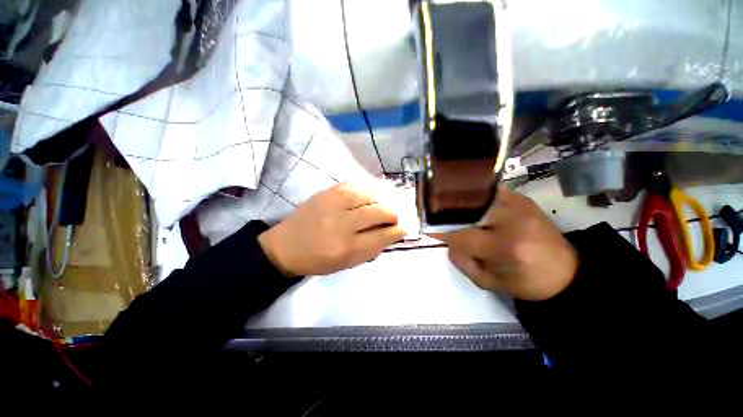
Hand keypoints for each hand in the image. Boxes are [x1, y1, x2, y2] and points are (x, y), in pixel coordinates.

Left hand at [258, 183, 405, 276]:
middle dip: (394, 214)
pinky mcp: (328, 192)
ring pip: (371, 195)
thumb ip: (372, 248)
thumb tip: (392, 233)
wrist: (286, 246)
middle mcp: (343, 224)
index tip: (404, 227)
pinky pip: (356, 185)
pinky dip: (369, 188)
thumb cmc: (319, 259)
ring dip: (384, 199)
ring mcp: (335, 204)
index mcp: (349, 248)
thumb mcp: (348, 263)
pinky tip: (373, 192)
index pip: (384, 235)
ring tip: (386, 204)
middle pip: (380, 212)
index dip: (398, 230)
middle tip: (395, 217)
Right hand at [436, 186, 578, 300]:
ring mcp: (519, 203)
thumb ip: (461, 260)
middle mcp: (513, 219)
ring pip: (476, 196)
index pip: (462, 234)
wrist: (566, 271)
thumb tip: (446, 238)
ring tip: (452, 209)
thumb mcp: (488, 282)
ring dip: (461, 203)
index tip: (428, 227)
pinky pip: (488, 192)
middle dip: (449, 213)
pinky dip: (475, 197)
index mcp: (505, 246)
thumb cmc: (525, 281)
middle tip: (438, 216)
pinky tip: (471, 204)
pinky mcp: (522, 197)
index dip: (441, 230)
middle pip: (467, 209)